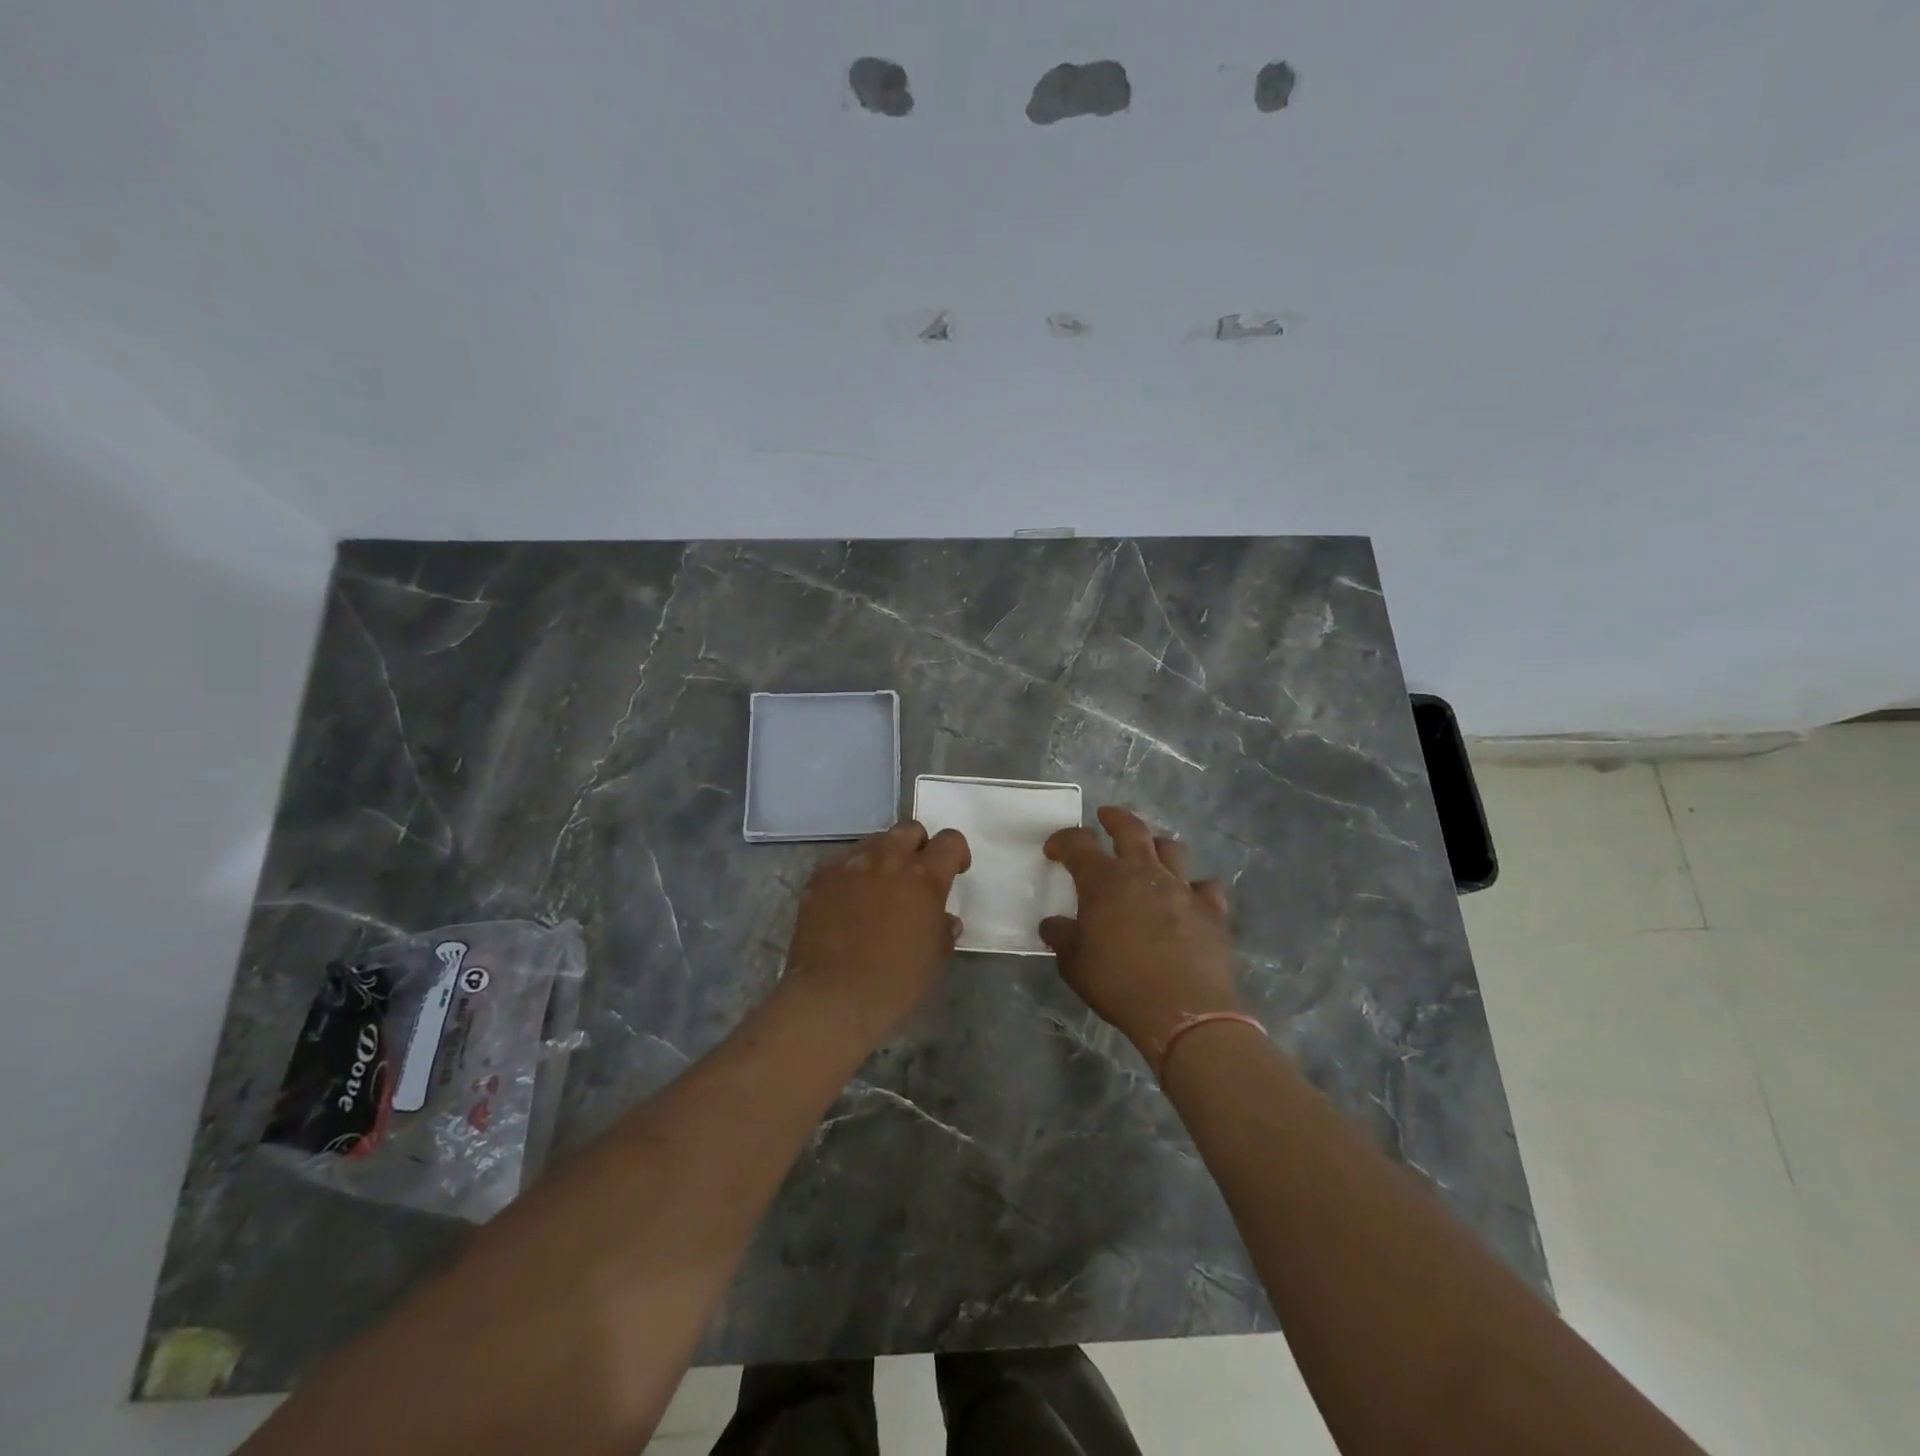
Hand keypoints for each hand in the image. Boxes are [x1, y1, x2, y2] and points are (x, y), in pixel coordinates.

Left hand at [783, 820, 970, 1039]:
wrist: (833, 996)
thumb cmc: (896, 983)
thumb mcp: (936, 959)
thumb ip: (943, 929)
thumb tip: (943, 918)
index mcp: (925, 876)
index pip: (950, 841)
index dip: (956, 853)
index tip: (955, 872)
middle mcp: (889, 859)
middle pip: (910, 829)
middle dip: (918, 846)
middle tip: (915, 875)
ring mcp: (851, 864)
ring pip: (874, 841)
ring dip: (884, 857)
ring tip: (879, 887)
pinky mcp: (821, 876)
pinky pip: (843, 861)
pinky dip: (852, 873)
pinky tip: (848, 901)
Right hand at [1040, 806, 1239, 1058]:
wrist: (1183, 1012)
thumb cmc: (1119, 985)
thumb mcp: (1075, 965)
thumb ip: (1062, 938)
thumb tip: (1053, 925)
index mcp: (1105, 882)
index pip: (1079, 844)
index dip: (1064, 840)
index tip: (1054, 849)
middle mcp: (1144, 874)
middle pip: (1131, 829)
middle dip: (1115, 818)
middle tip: (1105, 816)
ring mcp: (1182, 889)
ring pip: (1172, 849)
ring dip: (1157, 846)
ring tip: (1150, 854)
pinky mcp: (1211, 910)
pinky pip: (1205, 887)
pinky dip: (1195, 888)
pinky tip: (1190, 899)